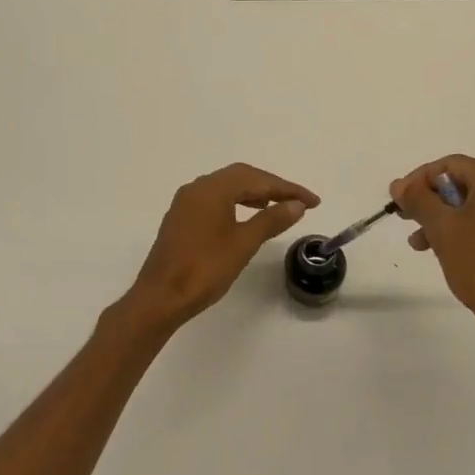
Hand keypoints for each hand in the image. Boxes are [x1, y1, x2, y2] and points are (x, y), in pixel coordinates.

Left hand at [120, 164, 318, 330]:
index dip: (288, 189)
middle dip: (272, 187)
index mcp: (212, 189)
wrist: (161, 297)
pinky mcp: (182, 218)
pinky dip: (237, 202)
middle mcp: (197, 188)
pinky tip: (249, 216)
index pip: (257, 180)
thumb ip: (271, 220)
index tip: (313, 201)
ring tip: (279, 207)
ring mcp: (186, 203)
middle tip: (299, 202)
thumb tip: (296, 205)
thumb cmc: (204, 269)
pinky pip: (215, 200)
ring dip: (255, 193)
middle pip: (241, 177)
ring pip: (227, 187)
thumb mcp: (243, 243)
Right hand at [390, 155, 474, 352]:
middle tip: (408, 221)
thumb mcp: (441, 228)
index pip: (452, 165)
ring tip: (424, 245)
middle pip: (467, 186)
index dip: (420, 179)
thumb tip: (400, 184)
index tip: (400, 201)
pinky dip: (472, 232)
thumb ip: (418, 199)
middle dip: (433, 203)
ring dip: (449, 221)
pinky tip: (456, 255)